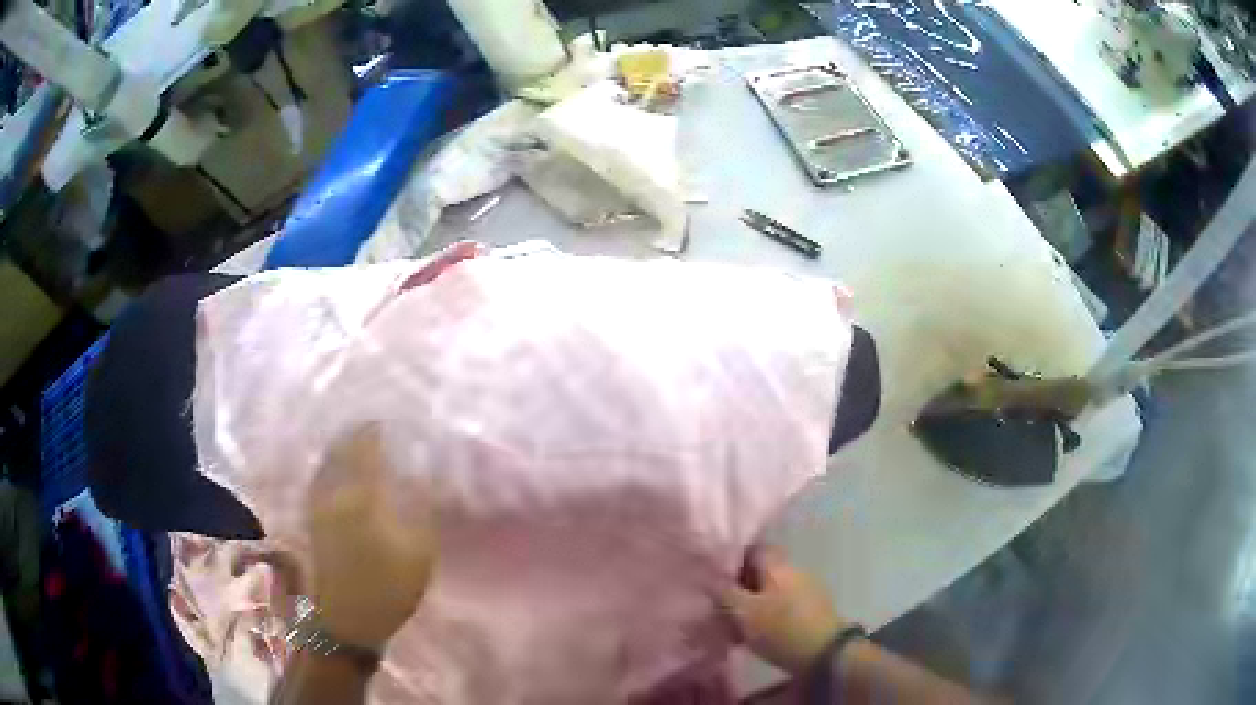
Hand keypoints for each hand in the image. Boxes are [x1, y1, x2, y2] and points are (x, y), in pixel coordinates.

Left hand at [308, 424, 436, 651]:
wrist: (346, 620)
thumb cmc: (387, 587)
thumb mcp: (418, 550)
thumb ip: (420, 507)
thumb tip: (420, 474)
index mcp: (359, 495)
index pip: (364, 446)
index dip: (377, 429)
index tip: (393, 421)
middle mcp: (333, 491)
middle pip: (341, 448)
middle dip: (359, 434)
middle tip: (380, 430)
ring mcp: (318, 504)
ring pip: (328, 461)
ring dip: (344, 448)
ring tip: (363, 445)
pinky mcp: (313, 518)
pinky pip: (322, 477)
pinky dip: (334, 465)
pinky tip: (346, 472)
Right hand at [719, 546, 846, 673]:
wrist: (826, 653)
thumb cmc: (781, 629)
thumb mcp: (743, 613)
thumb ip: (724, 593)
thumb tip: (709, 578)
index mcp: (778, 565)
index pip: (753, 548)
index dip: (732, 559)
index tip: (715, 576)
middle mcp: (794, 571)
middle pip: (762, 570)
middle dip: (741, 585)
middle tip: (719, 603)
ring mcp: (807, 589)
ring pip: (772, 590)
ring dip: (754, 602)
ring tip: (735, 622)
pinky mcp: (813, 610)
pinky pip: (784, 605)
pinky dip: (768, 614)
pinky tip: (757, 631)